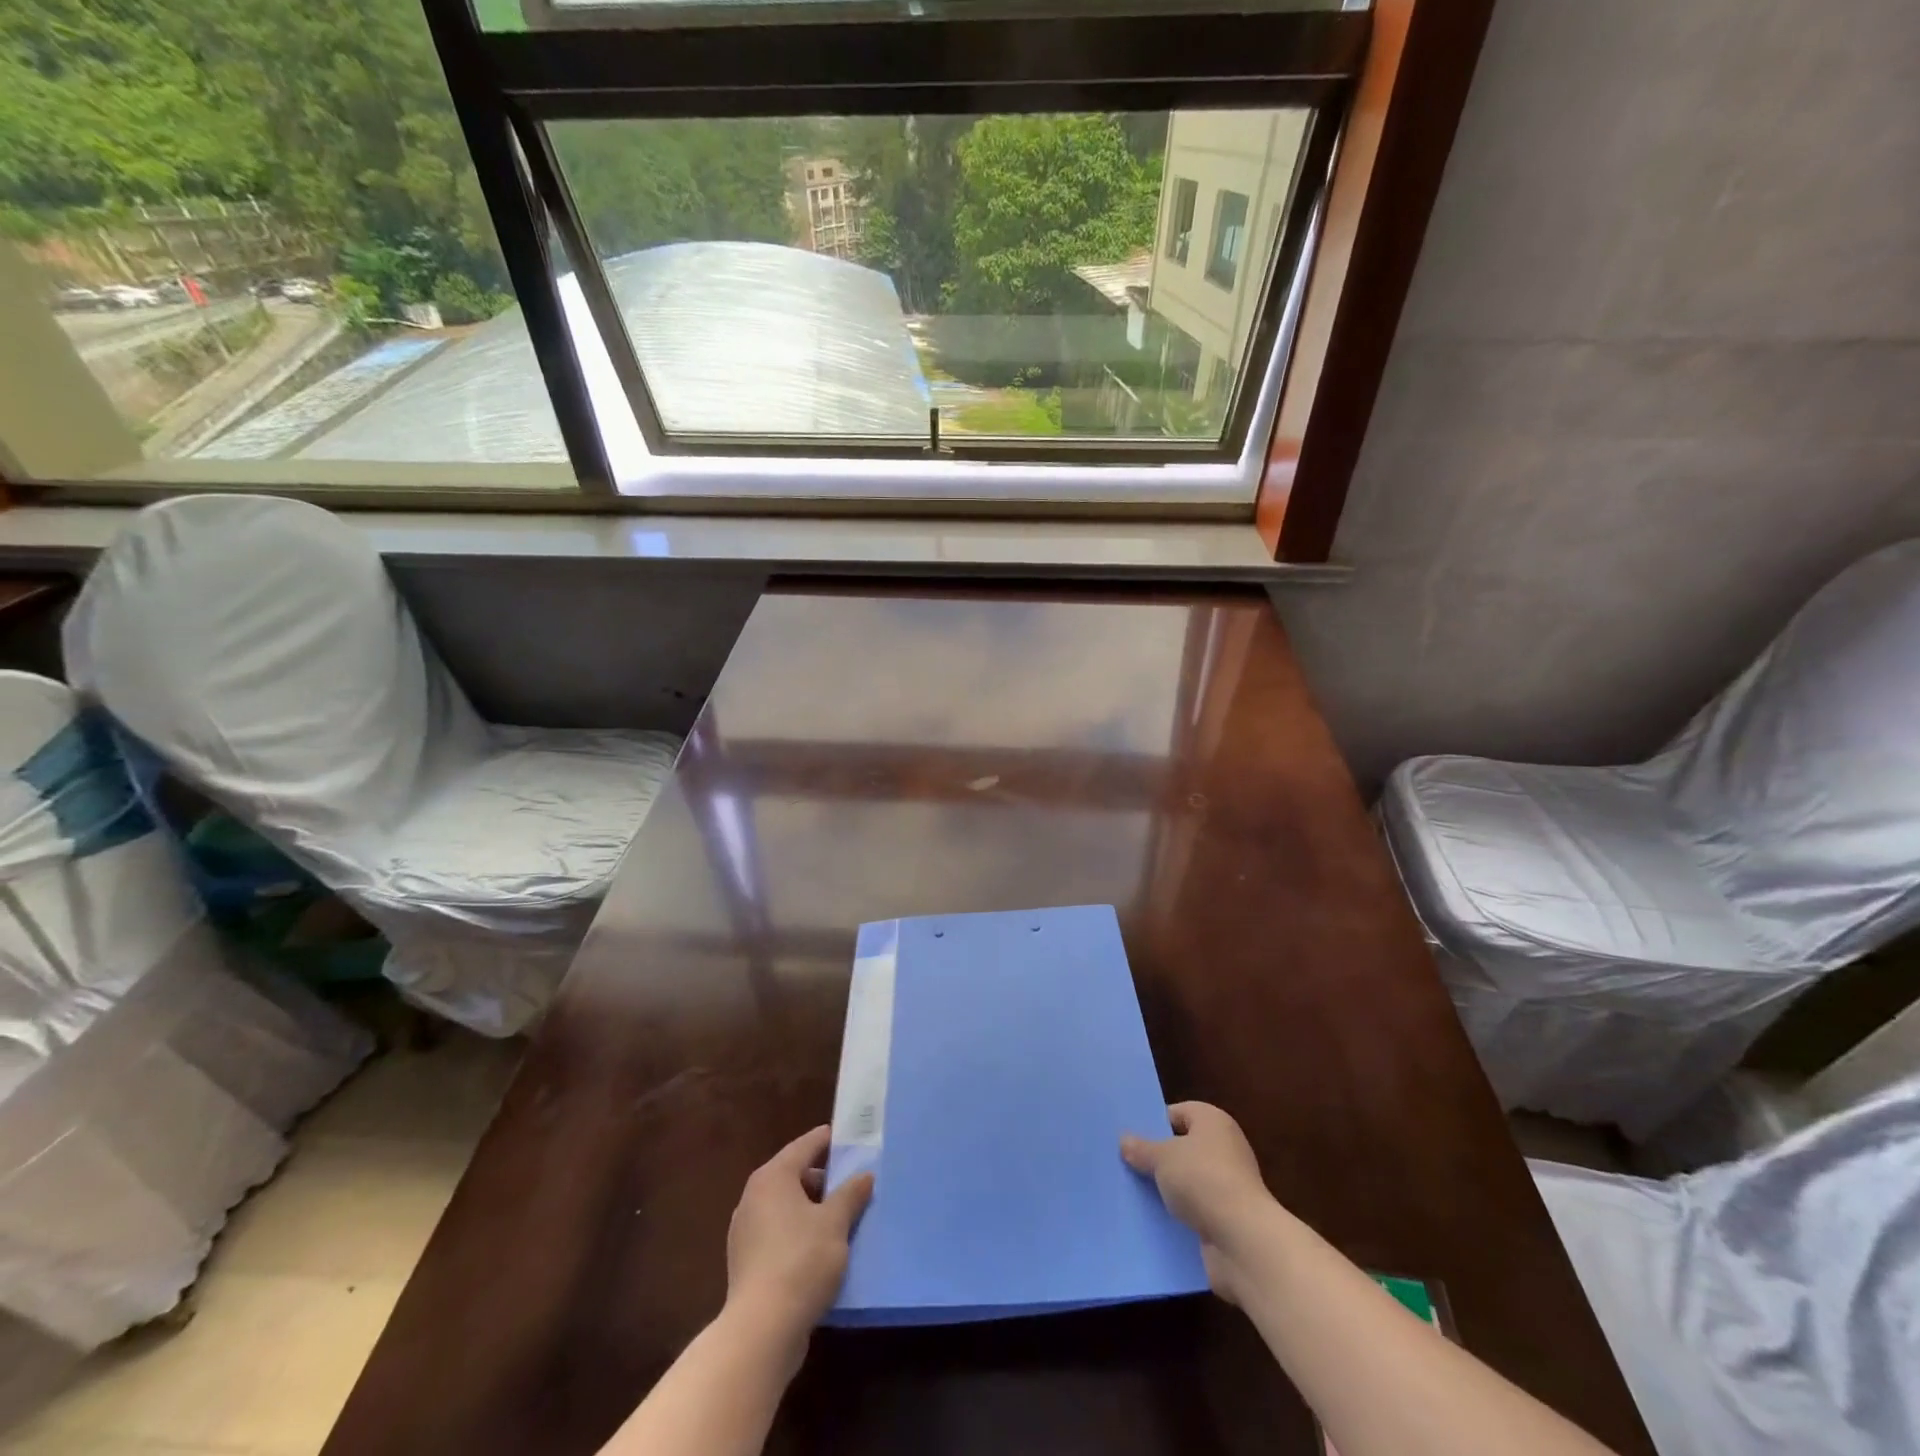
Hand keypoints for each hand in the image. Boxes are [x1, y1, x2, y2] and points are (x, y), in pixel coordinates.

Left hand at [725, 1125, 873, 1348]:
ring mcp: (746, 1231)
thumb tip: (864, 1175)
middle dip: (824, 1179)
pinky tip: (821, 1250)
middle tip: (854, 1184)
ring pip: (787, 1207)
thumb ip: (851, 1193)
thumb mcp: (835, 1222)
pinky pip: (779, 1234)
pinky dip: (799, 1233)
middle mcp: (753, 1197)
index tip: (851, 1139)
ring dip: (813, 1209)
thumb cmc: (801, 1261)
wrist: (761, 1331)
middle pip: (795, 1175)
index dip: (829, 1140)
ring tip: (843, 1218)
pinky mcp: (746, 1263)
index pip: (805, 1145)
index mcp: (773, 1177)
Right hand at [1121, 1101, 1270, 1302]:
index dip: (1154, 1123)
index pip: (1178, 1113)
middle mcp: (1225, 1148)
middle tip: (1127, 1163)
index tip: (1130, 1138)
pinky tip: (1154, 1219)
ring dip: (1168, 1189)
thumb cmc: (1202, 1179)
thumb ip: (1142, 1148)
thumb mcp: (1162, 1158)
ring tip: (1134, 1192)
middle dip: (1158, 1158)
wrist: (1242, 1240)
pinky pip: (1196, 1209)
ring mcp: (1229, 1185)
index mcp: (1213, 1121)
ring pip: (1188, 1181)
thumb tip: (1125, 1141)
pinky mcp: (1228, 1218)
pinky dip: (1179, 1214)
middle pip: (1183, 1147)